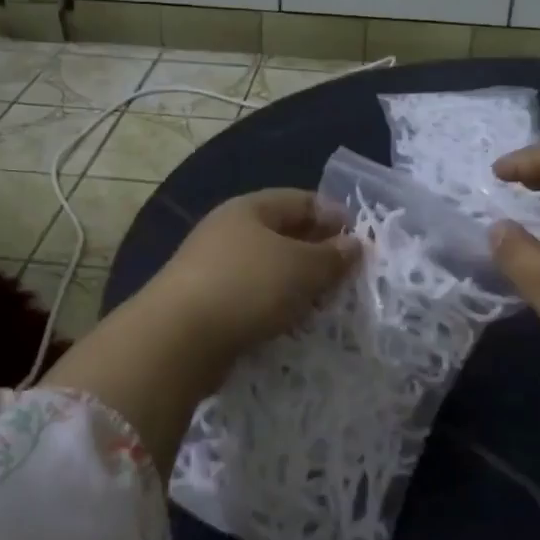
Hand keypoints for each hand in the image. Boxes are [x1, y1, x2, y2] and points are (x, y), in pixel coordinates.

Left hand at [145, 188, 360, 360]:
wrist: (178, 339)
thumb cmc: (248, 287)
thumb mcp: (302, 268)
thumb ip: (332, 256)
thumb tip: (353, 244)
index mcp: (250, 209)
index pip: (301, 200)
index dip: (333, 215)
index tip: (360, 240)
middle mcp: (228, 231)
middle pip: (283, 234)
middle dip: (317, 252)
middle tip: (347, 275)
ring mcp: (213, 267)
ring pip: (268, 268)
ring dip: (297, 283)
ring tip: (325, 303)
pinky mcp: (207, 303)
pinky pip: (252, 297)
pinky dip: (275, 306)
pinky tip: (291, 323)